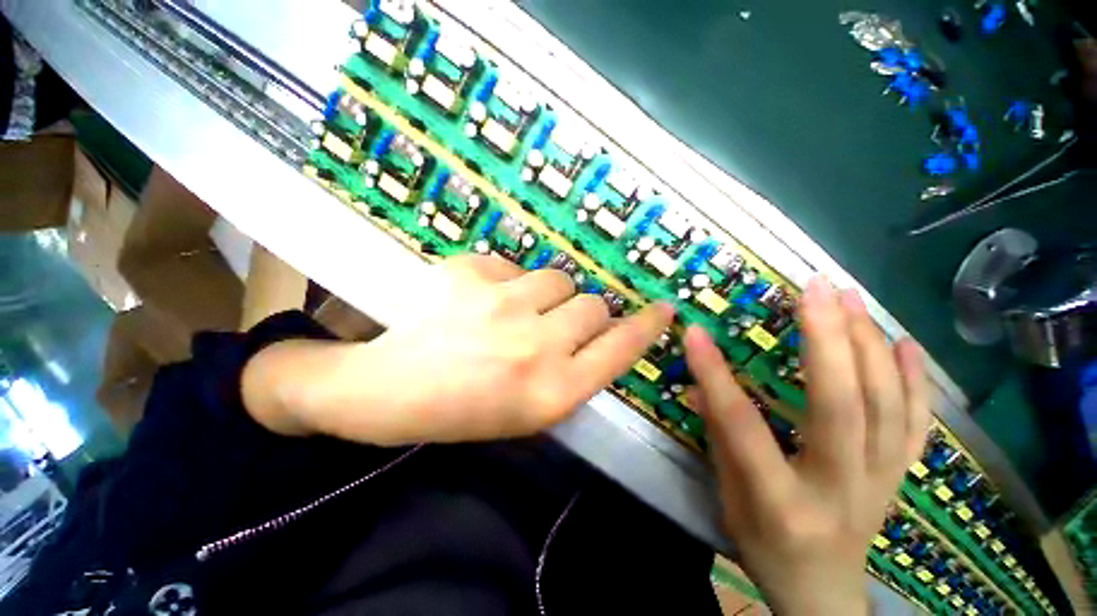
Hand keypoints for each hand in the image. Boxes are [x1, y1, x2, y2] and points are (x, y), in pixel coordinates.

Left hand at [244, 254, 673, 444]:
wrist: (389, 391)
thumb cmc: (464, 410)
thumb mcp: (529, 411)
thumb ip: (574, 371)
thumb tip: (599, 332)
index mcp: (552, 392)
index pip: (620, 348)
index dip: (647, 326)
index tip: (664, 309)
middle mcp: (537, 346)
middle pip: (593, 305)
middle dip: (580, 313)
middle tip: (552, 324)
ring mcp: (502, 305)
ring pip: (558, 279)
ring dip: (545, 294)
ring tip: (511, 312)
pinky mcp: (470, 274)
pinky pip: (514, 266)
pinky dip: (506, 282)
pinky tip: (477, 302)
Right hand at [684, 277, 929, 614]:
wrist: (822, 591)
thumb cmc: (764, 547)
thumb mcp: (729, 499)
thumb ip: (718, 438)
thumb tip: (698, 384)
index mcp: (782, 502)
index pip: (744, 427)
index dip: (716, 376)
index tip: (696, 332)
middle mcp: (841, 489)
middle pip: (842, 407)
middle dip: (828, 339)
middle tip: (813, 288)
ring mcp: (881, 481)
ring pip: (886, 406)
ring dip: (869, 344)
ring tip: (849, 297)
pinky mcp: (900, 476)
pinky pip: (915, 424)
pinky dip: (914, 380)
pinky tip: (904, 342)